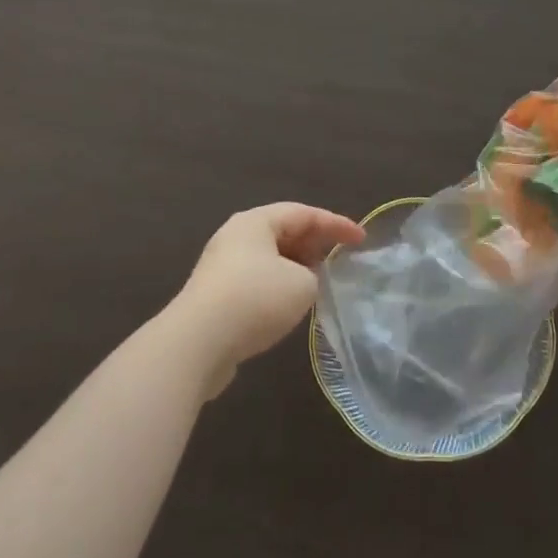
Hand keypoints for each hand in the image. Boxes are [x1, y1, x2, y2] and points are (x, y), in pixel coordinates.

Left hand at [172, 203, 364, 394]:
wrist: (196, 344)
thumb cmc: (255, 300)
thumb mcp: (302, 284)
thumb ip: (313, 276)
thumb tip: (302, 280)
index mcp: (256, 221)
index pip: (304, 213)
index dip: (336, 224)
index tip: (361, 239)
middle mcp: (236, 236)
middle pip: (283, 232)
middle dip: (314, 244)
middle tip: (339, 258)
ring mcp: (221, 266)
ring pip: (269, 259)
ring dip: (295, 268)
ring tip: (318, 283)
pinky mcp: (214, 297)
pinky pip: (255, 281)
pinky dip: (277, 287)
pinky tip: (288, 308)